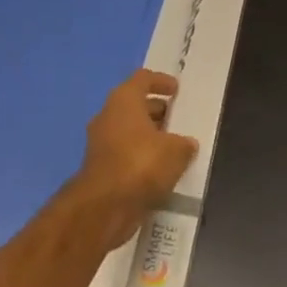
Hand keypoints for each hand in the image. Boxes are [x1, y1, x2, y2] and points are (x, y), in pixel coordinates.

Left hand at [69, 69, 197, 248]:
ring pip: (129, 131)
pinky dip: (141, 157)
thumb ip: (184, 144)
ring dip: (149, 136)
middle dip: (157, 111)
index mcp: (124, 100)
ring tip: (174, 147)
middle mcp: (108, 116)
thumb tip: (187, 144)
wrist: (104, 207)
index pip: (142, 79)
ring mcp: (100, 143)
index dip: (161, 81)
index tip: (176, 90)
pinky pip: (125, 153)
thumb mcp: (176, 151)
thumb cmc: (141, 164)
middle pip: (135, 105)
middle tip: (178, 120)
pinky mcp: (100, 168)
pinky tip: (160, 169)